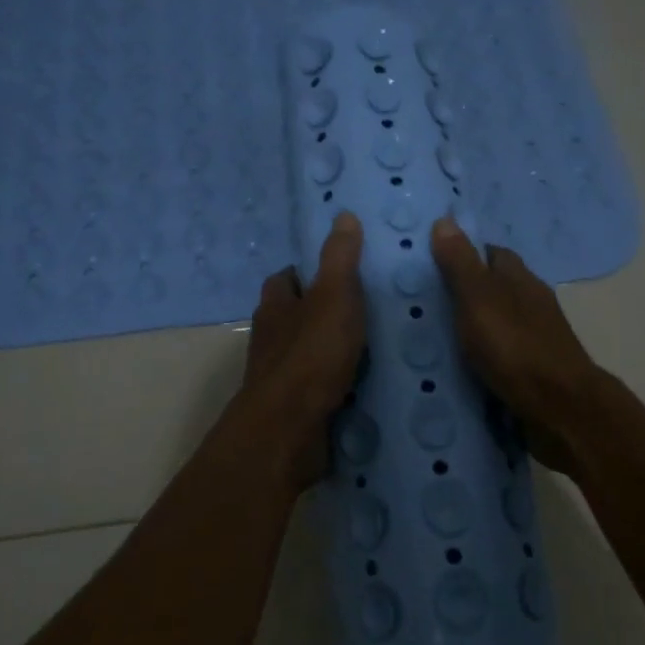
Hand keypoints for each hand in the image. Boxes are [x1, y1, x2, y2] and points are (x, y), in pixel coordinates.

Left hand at [235, 212, 365, 491]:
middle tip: (366, 308)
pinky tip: (365, 384)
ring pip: (305, 352)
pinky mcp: (294, 409)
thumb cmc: (311, 355)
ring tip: (374, 345)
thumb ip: (340, 258)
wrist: (289, 430)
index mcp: (275, 306)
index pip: (286, 278)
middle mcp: (271, 338)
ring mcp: (279, 376)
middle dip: (321, 312)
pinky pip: (317, 387)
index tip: (340, 270)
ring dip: (330, 349)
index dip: (308, 272)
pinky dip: (335, 383)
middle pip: (294, 316)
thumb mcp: (334, 296)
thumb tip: (343, 214)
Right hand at [430, 216, 601, 473]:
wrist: (560, 410)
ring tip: (432, 336)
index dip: (464, 253)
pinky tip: (460, 366)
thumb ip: (461, 264)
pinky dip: (482, 355)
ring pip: (498, 321)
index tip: (431, 262)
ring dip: (472, 326)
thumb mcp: (479, 300)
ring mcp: (536, 338)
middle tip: (422, 302)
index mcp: (520, 280)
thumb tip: (445, 220)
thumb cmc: (516, 348)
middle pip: (495, 287)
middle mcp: (531, 303)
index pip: (491, 253)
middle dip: (464, 292)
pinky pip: (501, 353)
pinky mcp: (534, 370)